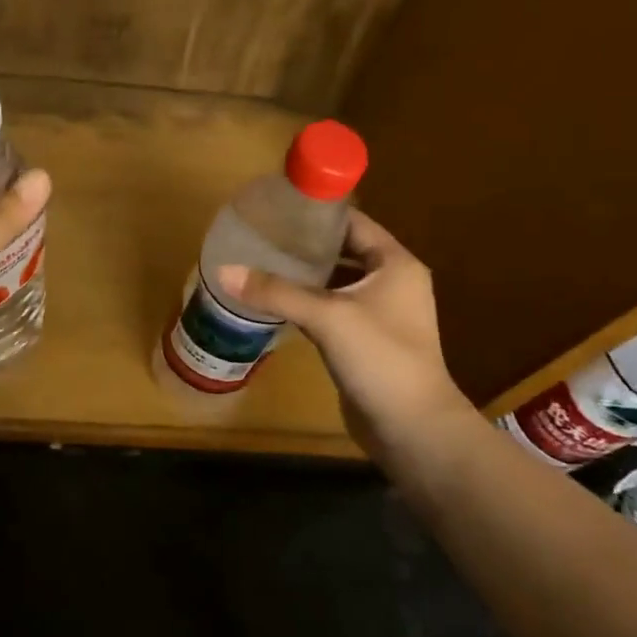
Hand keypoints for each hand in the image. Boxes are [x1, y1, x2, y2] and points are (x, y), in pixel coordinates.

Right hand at [219, 210, 474, 454]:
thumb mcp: (327, 317)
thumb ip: (276, 292)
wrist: (412, 428)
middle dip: (304, 246)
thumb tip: (223, 271)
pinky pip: (332, 311)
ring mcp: (380, 315)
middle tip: (260, 237)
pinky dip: (307, 305)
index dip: (318, 214)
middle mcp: (392, 283)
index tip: (277, 208)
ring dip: (304, 276)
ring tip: (260, 264)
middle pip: (343, 252)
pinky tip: (275, 303)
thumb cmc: (381, 358)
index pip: (354, 223)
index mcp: (396, 264)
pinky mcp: (365, 342)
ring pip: (336, 284)